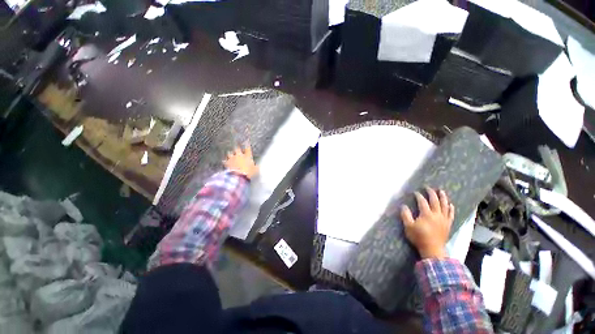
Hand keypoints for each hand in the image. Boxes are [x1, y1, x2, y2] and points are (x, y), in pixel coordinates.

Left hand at [224, 143, 258, 179]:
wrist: (239, 176)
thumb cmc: (249, 172)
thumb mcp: (255, 170)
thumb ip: (256, 167)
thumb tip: (257, 166)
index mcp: (247, 156)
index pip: (248, 149)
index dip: (247, 144)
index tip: (246, 140)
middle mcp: (239, 155)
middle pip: (237, 149)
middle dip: (237, 148)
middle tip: (237, 148)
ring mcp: (232, 158)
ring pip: (229, 153)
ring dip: (230, 154)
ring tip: (230, 154)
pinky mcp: (227, 163)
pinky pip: (224, 161)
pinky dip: (225, 161)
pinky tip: (224, 162)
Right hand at [400, 187, 454, 258]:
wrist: (433, 249)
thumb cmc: (419, 237)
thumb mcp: (408, 226)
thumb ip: (405, 215)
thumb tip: (403, 206)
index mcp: (426, 214)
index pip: (422, 202)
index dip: (419, 196)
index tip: (415, 192)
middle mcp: (436, 215)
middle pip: (435, 201)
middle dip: (431, 193)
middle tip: (428, 187)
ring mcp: (444, 219)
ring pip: (445, 206)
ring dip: (443, 197)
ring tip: (441, 191)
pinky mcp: (448, 224)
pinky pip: (451, 214)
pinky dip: (451, 208)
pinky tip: (450, 204)